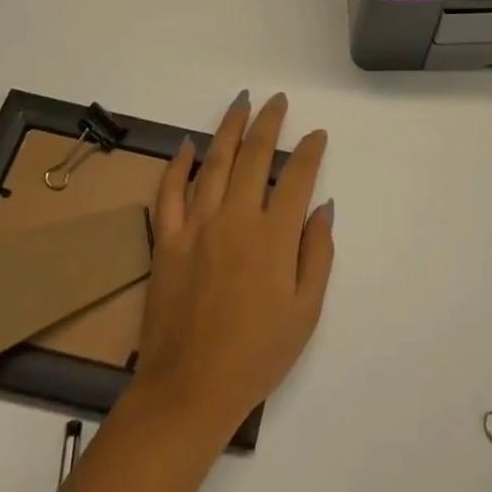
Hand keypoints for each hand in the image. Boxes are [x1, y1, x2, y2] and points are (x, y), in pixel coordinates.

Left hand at [134, 92, 334, 436]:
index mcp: (273, 236)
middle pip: (254, 156)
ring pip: (214, 162)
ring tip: (241, 102)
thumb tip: (323, 208)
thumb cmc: (256, 356)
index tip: (317, 135)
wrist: (189, 391)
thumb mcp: (305, 313)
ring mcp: (197, 225)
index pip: (297, 177)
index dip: (309, 151)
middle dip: (269, 123)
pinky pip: (170, 192)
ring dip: (230, 128)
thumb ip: (317, 255)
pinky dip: (178, 165)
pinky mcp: (167, 240)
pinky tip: (187, 144)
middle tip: (277, 100)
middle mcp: (236, 218)